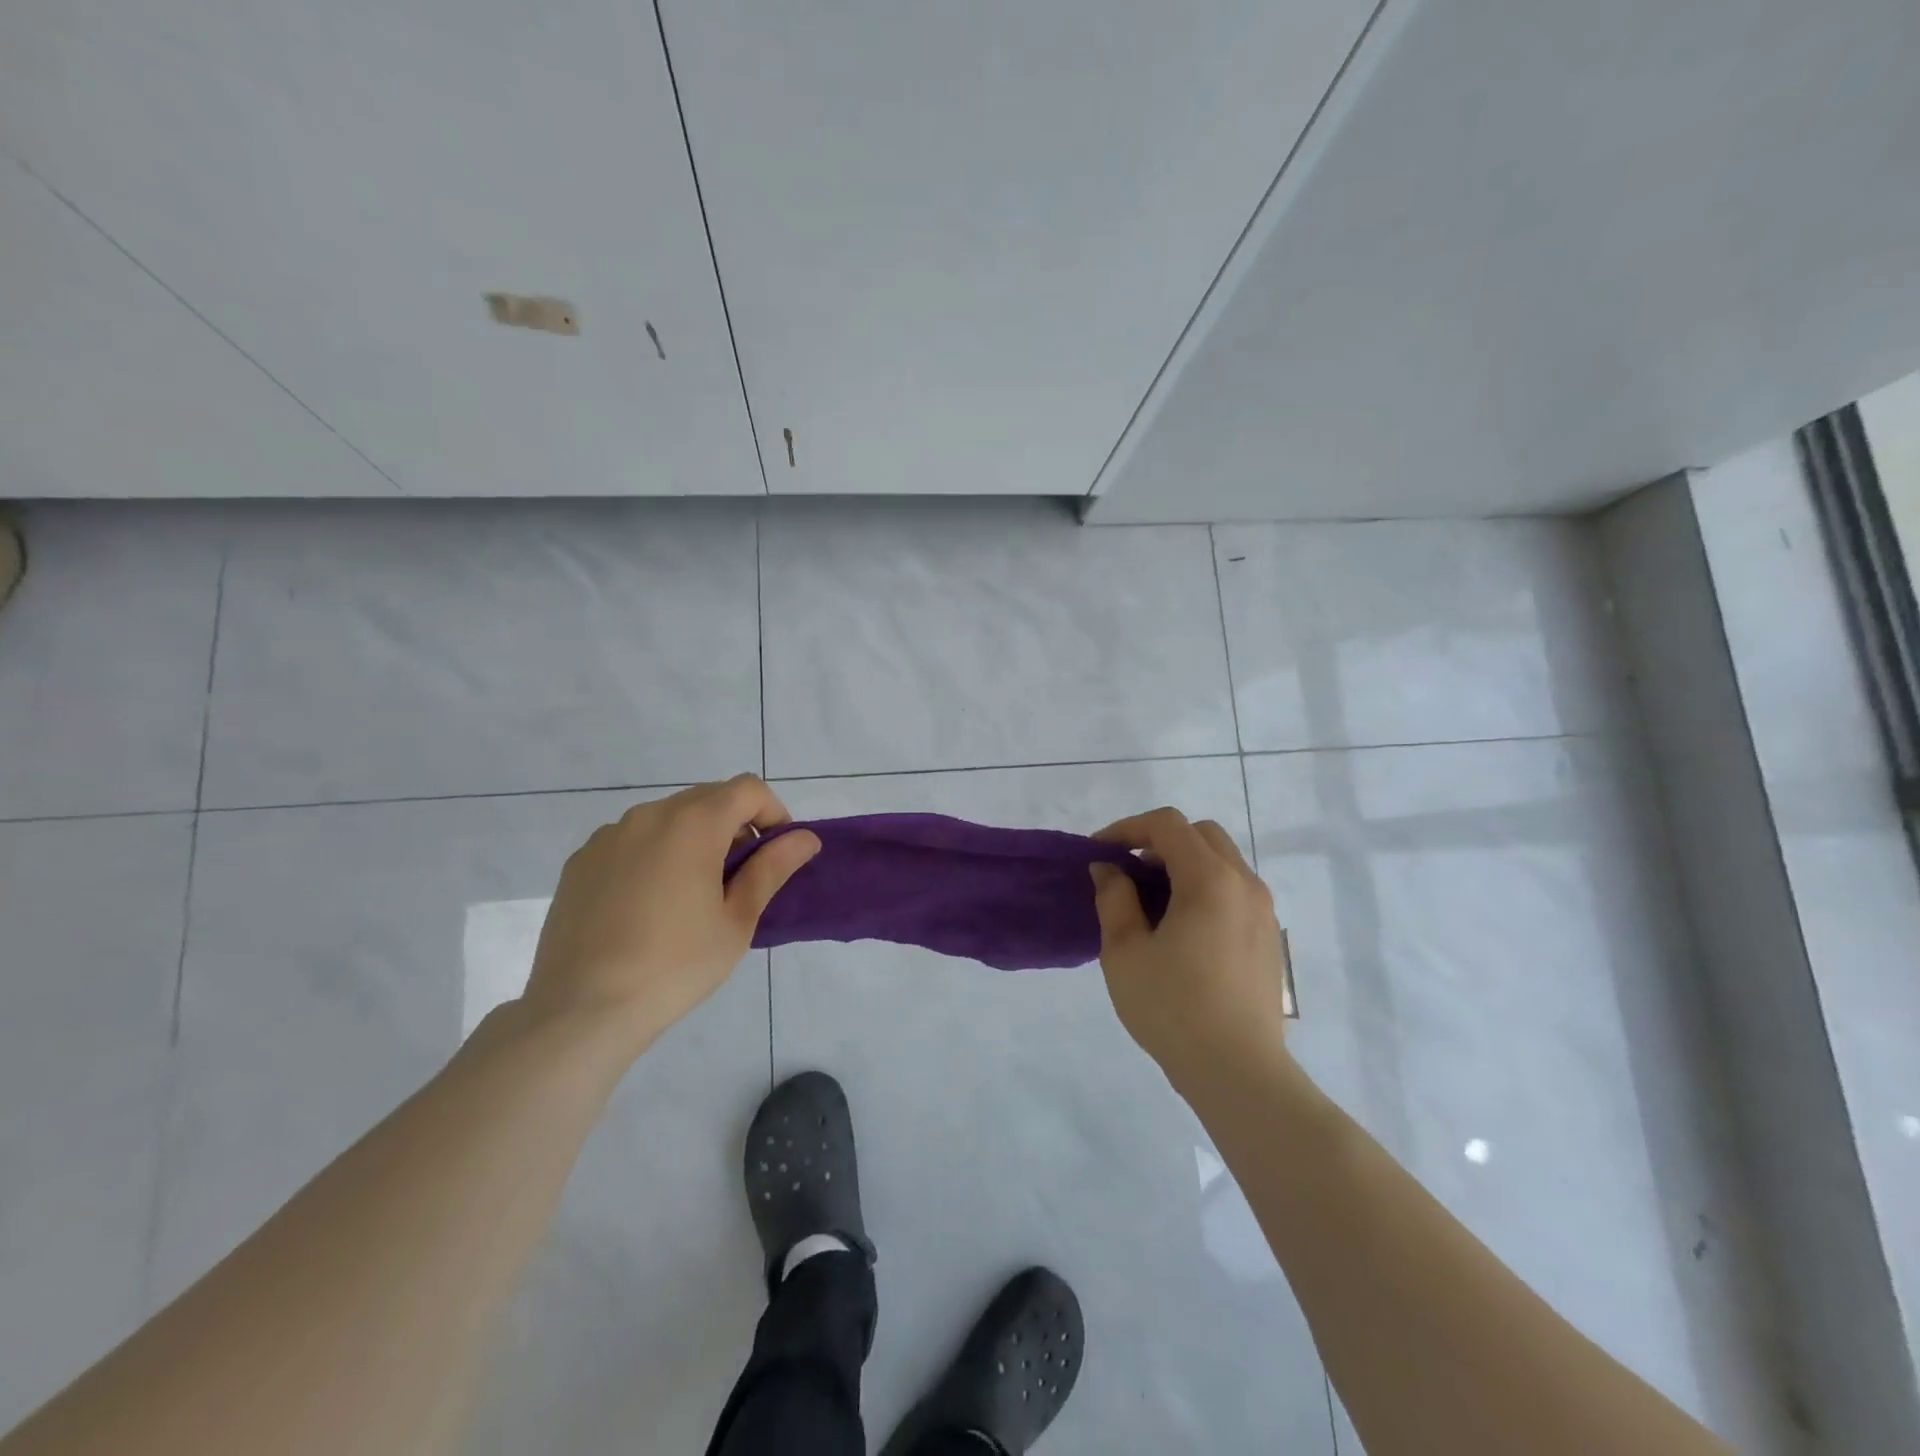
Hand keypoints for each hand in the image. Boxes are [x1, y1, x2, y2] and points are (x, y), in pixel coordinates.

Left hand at [524, 775, 819, 1052]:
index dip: (772, 813)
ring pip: (668, 819)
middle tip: (739, 880)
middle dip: (734, 827)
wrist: (581, 1010)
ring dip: (693, 840)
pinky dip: (654, 855)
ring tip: (691, 896)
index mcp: (693, 823)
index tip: (775, 854)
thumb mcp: (737, 920)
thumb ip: (772, 869)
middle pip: (708, 799)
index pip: (748, 789)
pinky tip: (647, 906)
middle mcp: (649, 815)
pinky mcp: (581, 861)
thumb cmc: (675, 965)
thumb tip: (805, 838)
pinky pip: (632, 841)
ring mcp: (609, 836)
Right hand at [1090, 807, 1290, 1092]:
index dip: (1128, 829)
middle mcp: (1244, 883)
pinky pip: (1234, 890)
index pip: (1168, 825)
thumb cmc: (1173, 1007)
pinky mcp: (1268, 937)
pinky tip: (1181, 928)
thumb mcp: (1124, 951)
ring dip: (1183, 864)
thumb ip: (1114, 898)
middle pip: (1201, 835)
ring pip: (1222, 861)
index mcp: (1209, 879)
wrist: (1238, 1072)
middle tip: (1127, 872)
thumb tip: (1109, 869)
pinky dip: (1204, 887)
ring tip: (1151, 902)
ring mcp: (1263, 911)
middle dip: (1159, 841)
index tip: (1100, 854)